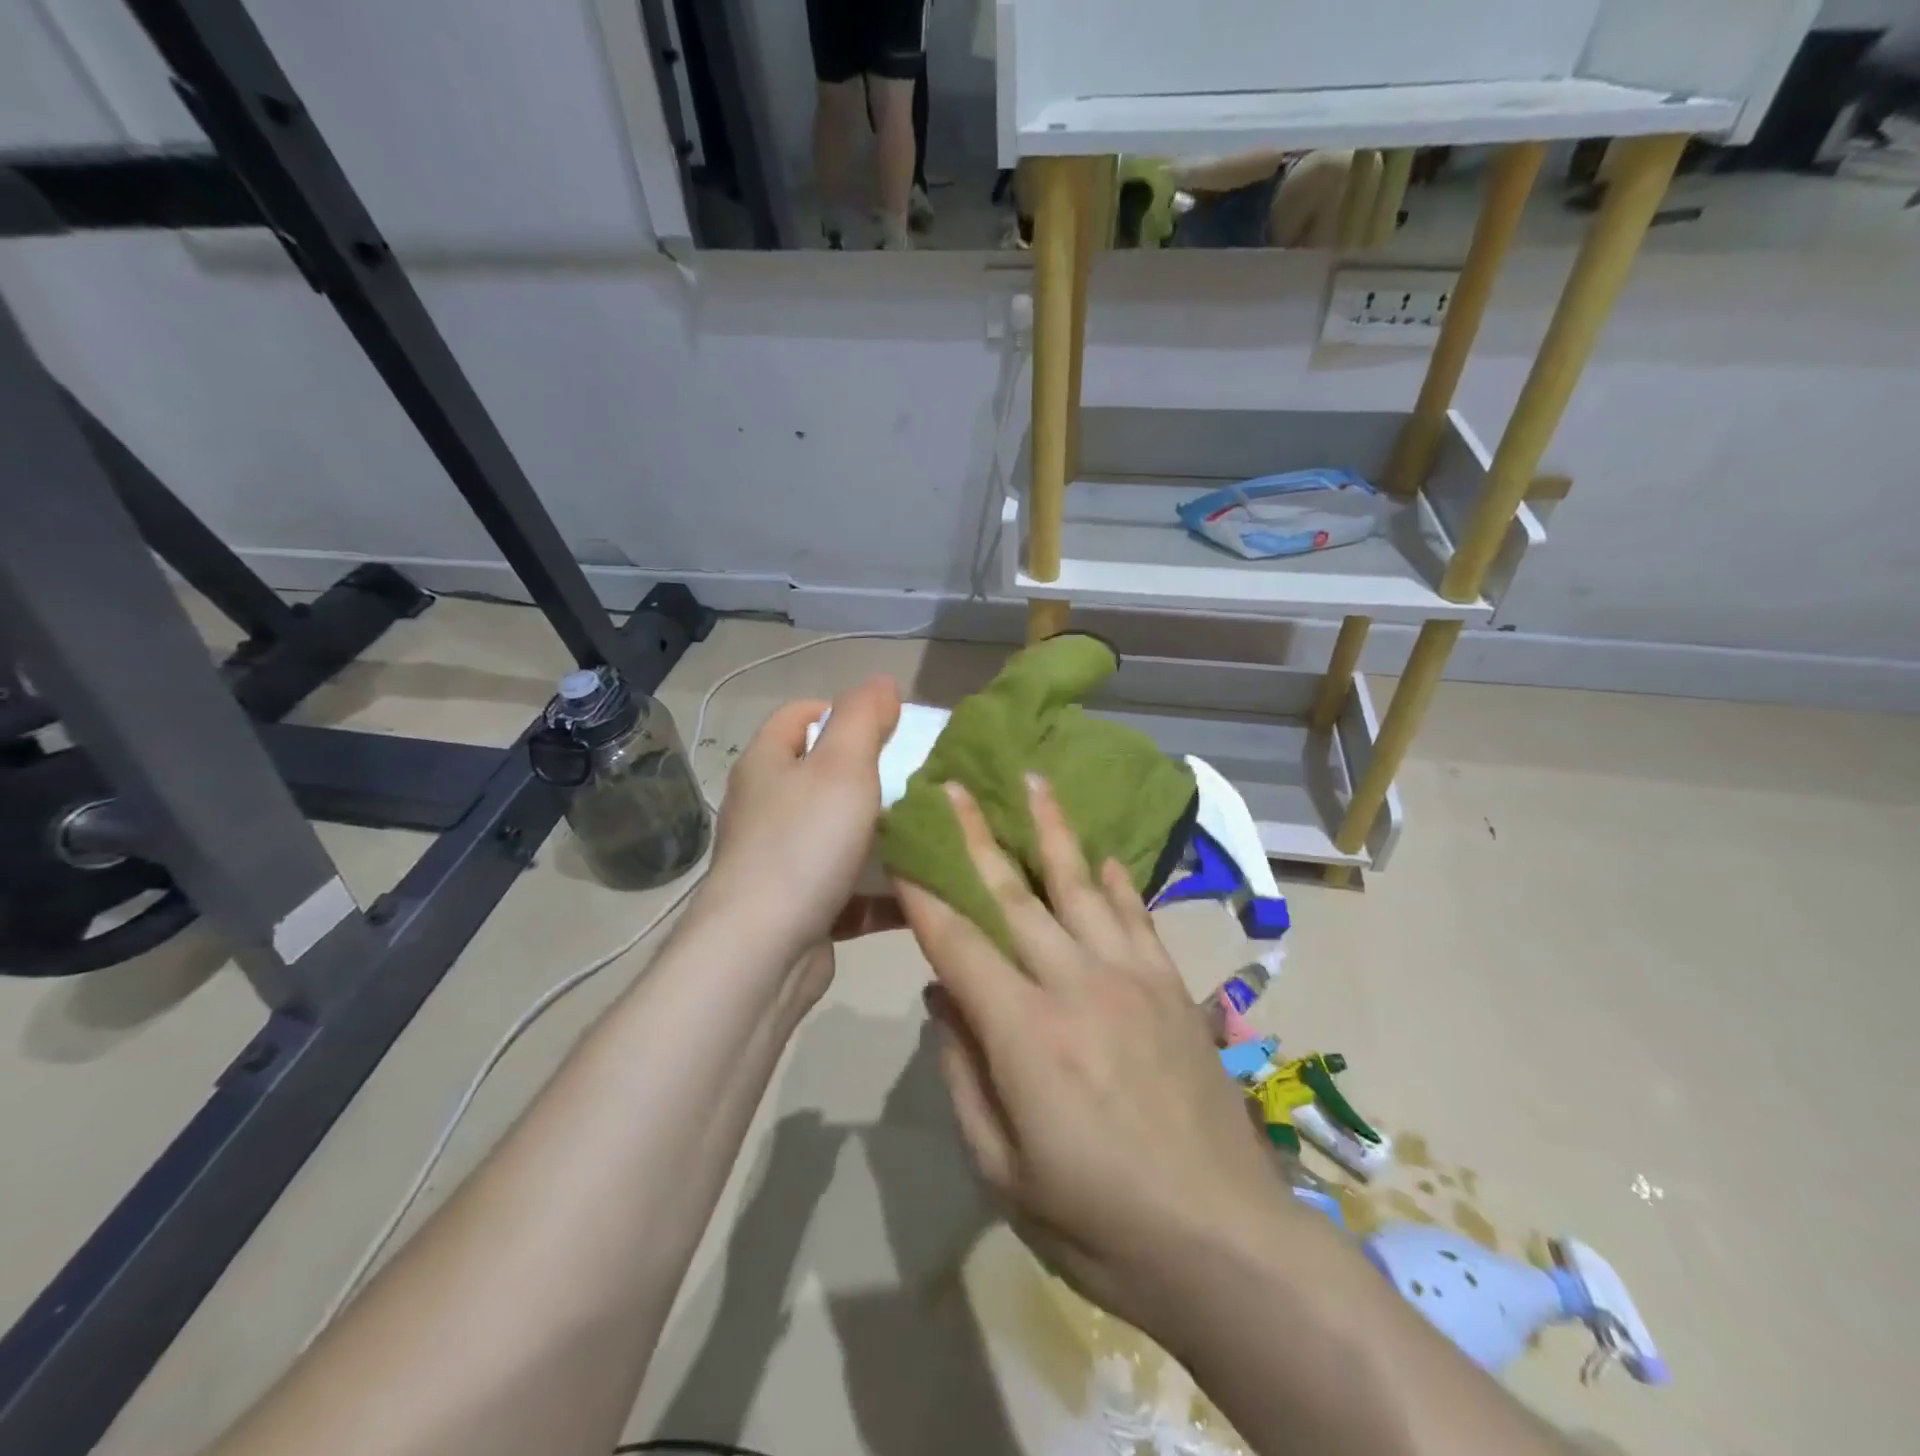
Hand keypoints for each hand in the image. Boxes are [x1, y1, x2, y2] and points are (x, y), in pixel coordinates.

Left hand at [705, 675, 903, 961]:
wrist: (763, 952)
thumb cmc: (803, 844)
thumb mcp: (842, 766)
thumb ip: (863, 718)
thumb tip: (881, 680)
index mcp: (766, 765)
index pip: (799, 716)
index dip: (840, 710)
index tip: (888, 726)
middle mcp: (766, 808)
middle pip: (823, 778)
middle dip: (873, 777)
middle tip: (919, 780)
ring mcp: (780, 862)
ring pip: (840, 836)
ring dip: (882, 837)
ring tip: (930, 832)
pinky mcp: (800, 908)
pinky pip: (849, 888)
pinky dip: (881, 888)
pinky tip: (922, 889)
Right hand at [894, 774, 1291, 1332]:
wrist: (1225, 1243)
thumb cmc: (1098, 1222)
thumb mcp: (1004, 1169)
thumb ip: (965, 1073)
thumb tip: (940, 997)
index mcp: (1024, 1031)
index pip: (958, 942)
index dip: (924, 894)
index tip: (903, 849)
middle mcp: (1075, 983)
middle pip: (1014, 894)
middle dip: (977, 836)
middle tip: (956, 786)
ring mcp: (1130, 977)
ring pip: (1080, 884)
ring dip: (1052, 829)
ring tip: (1034, 781)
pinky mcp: (1171, 986)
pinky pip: (1136, 915)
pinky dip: (1115, 880)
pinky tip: (1101, 854)